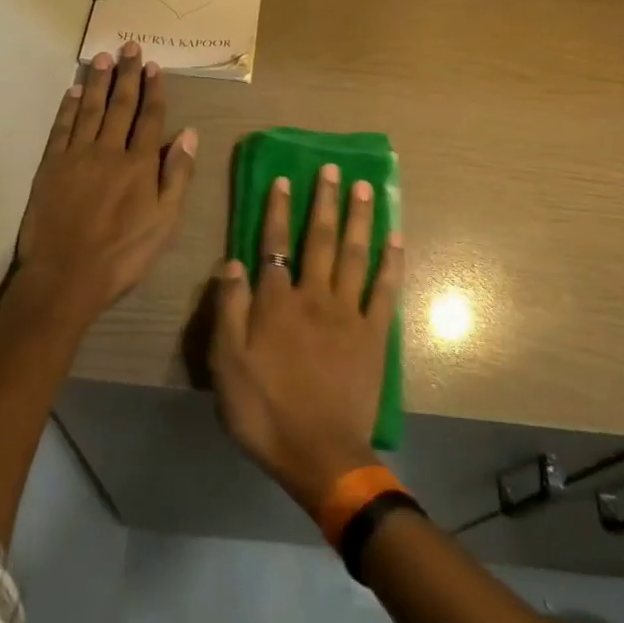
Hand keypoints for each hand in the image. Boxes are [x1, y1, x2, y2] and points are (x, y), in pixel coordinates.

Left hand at [16, 42, 196, 323]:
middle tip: (129, 46)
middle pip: (120, 105)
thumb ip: (177, 175)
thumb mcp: (165, 222)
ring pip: (89, 109)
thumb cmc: (123, 254)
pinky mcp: (51, 166)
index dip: (153, 90)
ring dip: (97, 82)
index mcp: (139, 164)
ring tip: (102, 57)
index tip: (153, 66)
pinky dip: (67, 108)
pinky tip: (72, 91)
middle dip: (126, 75)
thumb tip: (189, 134)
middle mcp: (109, 151)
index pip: (150, 118)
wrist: (66, 276)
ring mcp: (77, 156)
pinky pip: (61, 129)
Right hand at [209, 165, 402, 512]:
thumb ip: (228, 309)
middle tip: (333, 168)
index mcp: (276, 303)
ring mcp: (349, 313)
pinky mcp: (375, 334)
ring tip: (366, 187)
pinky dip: (391, 262)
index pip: (275, 244)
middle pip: (321, 239)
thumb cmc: (265, 411)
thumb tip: (232, 261)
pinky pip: (385, 290)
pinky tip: (396, 238)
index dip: (278, 210)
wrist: (320, 454)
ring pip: (355, 254)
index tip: (284, 179)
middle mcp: (314, 296)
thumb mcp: (226, 364)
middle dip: (325, 201)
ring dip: (360, 218)